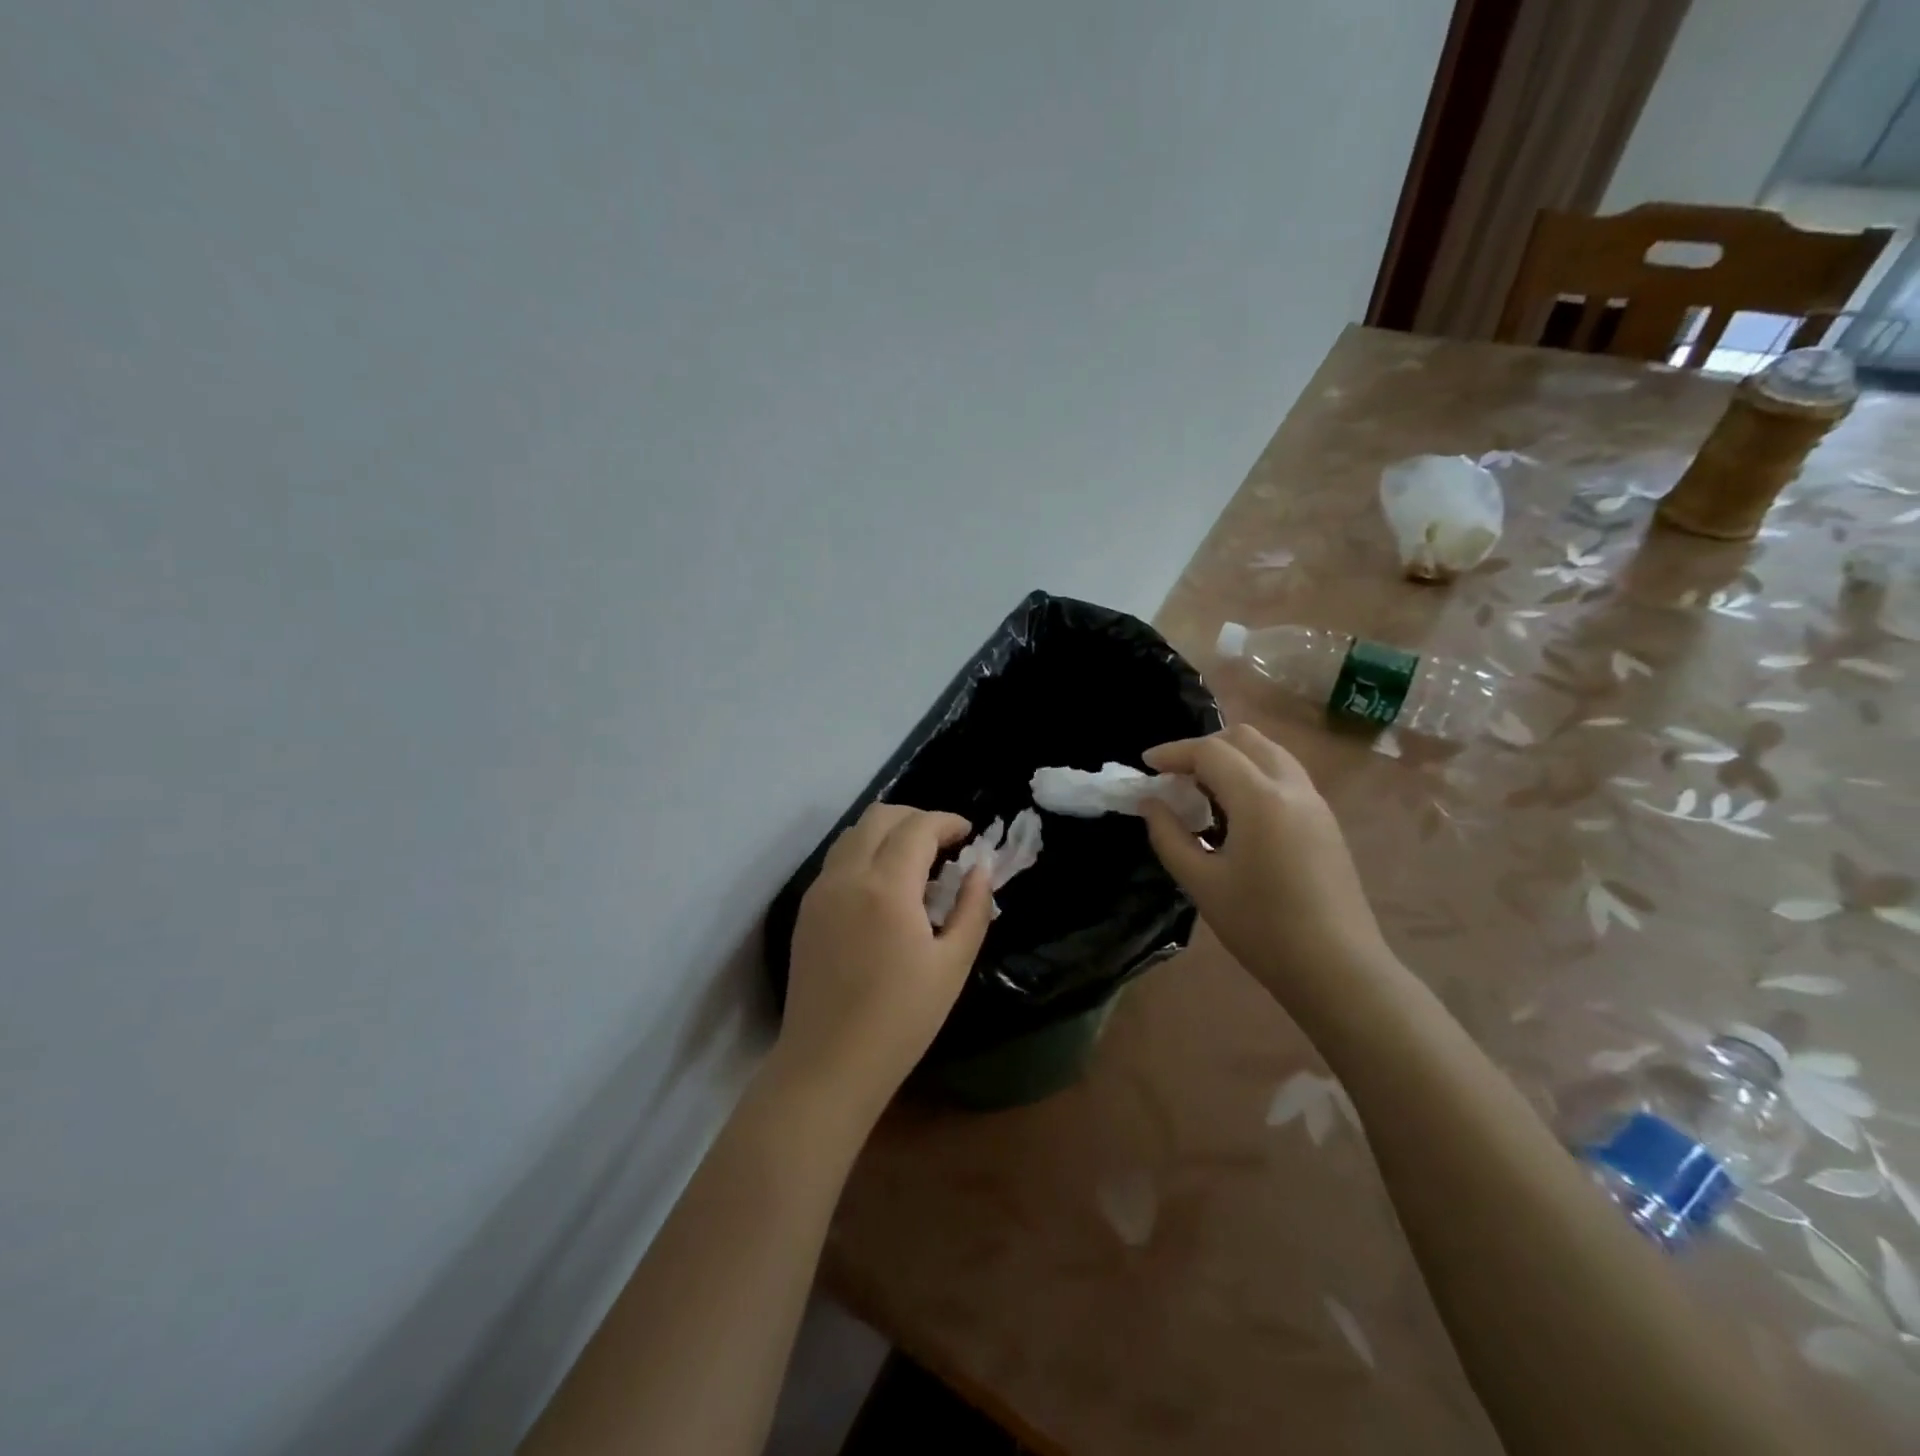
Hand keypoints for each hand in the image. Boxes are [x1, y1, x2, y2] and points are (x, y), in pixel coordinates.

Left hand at [773, 804, 991, 1124]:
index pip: (917, 827)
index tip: (969, 834)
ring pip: (854, 833)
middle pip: (880, 815)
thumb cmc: (901, 1020)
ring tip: (916, 862)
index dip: (947, 821)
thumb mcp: (952, 966)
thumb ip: (972, 908)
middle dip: (917, 817)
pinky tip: (885, 886)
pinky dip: (866, 852)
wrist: (828, 1063)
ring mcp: (820, 890)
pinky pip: (838, 859)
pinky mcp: (807, 909)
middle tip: (944, 844)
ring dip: (888, 832)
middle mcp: (847, 876)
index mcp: (886, 887)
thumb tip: (980, 868)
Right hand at [1138, 724, 1387, 997]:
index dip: (1173, 752)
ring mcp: (1315, 803)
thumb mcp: (1202, 883)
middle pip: (1245, 739)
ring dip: (1231, 758)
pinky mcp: (1325, 821)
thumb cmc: (1262, 927)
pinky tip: (1235, 813)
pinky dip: (1253, 775)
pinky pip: (1284, 776)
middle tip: (1175, 775)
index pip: (1211, 752)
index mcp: (1261, 799)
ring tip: (1202, 791)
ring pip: (1269, 753)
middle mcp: (1292, 788)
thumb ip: (1169, 836)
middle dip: (1204, 747)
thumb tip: (1151, 804)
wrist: (1337, 969)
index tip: (1146, 765)